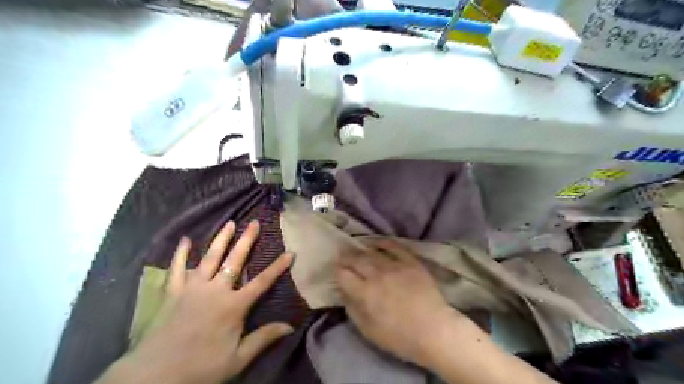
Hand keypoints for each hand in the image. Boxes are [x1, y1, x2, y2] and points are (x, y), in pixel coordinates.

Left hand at [98, 220, 293, 383]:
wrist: (154, 376)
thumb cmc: (201, 367)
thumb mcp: (238, 358)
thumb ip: (264, 338)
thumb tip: (291, 326)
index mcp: (233, 305)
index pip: (262, 281)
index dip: (277, 267)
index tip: (290, 252)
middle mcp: (215, 290)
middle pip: (235, 260)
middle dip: (247, 240)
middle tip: (255, 223)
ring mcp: (192, 288)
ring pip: (210, 257)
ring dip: (221, 239)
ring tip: (230, 223)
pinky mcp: (173, 292)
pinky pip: (177, 268)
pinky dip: (180, 253)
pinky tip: (185, 239)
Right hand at [337, 240, 458, 365]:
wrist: (434, 330)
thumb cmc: (400, 337)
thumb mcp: (369, 331)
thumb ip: (353, 310)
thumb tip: (345, 293)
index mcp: (366, 293)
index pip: (344, 275)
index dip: (338, 270)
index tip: (336, 269)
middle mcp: (377, 275)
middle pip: (357, 260)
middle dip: (346, 257)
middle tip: (342, 255)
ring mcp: (395, 266)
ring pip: (373, 252)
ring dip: (361, 249)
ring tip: (356, 247)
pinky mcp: (411, 262)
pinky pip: (395, 247)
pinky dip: (384, 242)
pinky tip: (377, 242)